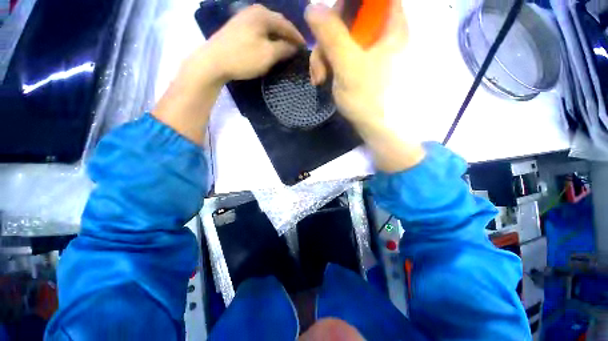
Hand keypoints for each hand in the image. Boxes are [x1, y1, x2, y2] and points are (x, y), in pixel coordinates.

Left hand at [197, 4, 305, 83]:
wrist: (213, 62)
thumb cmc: (243, 58)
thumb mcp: (268, 55)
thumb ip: (284, 49)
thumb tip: (294, 47)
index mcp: (263, 15)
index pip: (286, 24)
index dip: (297, 36)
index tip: (305, 47)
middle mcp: (254, 11)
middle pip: (277, 23)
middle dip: (288, 35)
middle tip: (296, 47)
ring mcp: (244, 18)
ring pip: (267, 27)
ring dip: (278, 37)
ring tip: (286, 47)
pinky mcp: (238, 27)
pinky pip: (259, 30)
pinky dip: (268, 38)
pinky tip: (270, 45)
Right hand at [305, 1, 424, 171]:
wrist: (377, 129)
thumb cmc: (370, 100)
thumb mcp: (349, 67)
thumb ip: (332, 36)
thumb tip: (312, 6)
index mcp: (388, 25)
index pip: (368, 0)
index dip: (345, 5)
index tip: (329, 19)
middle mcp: (379, 32)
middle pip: (348, 16)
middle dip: (326, 37)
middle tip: (319, 62)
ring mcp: (368, 50)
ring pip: (339, 37)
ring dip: (323, 55)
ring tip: (318, 78)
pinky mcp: (358, 64)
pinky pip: (339, 54)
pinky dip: (328, 65)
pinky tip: (322, 80)